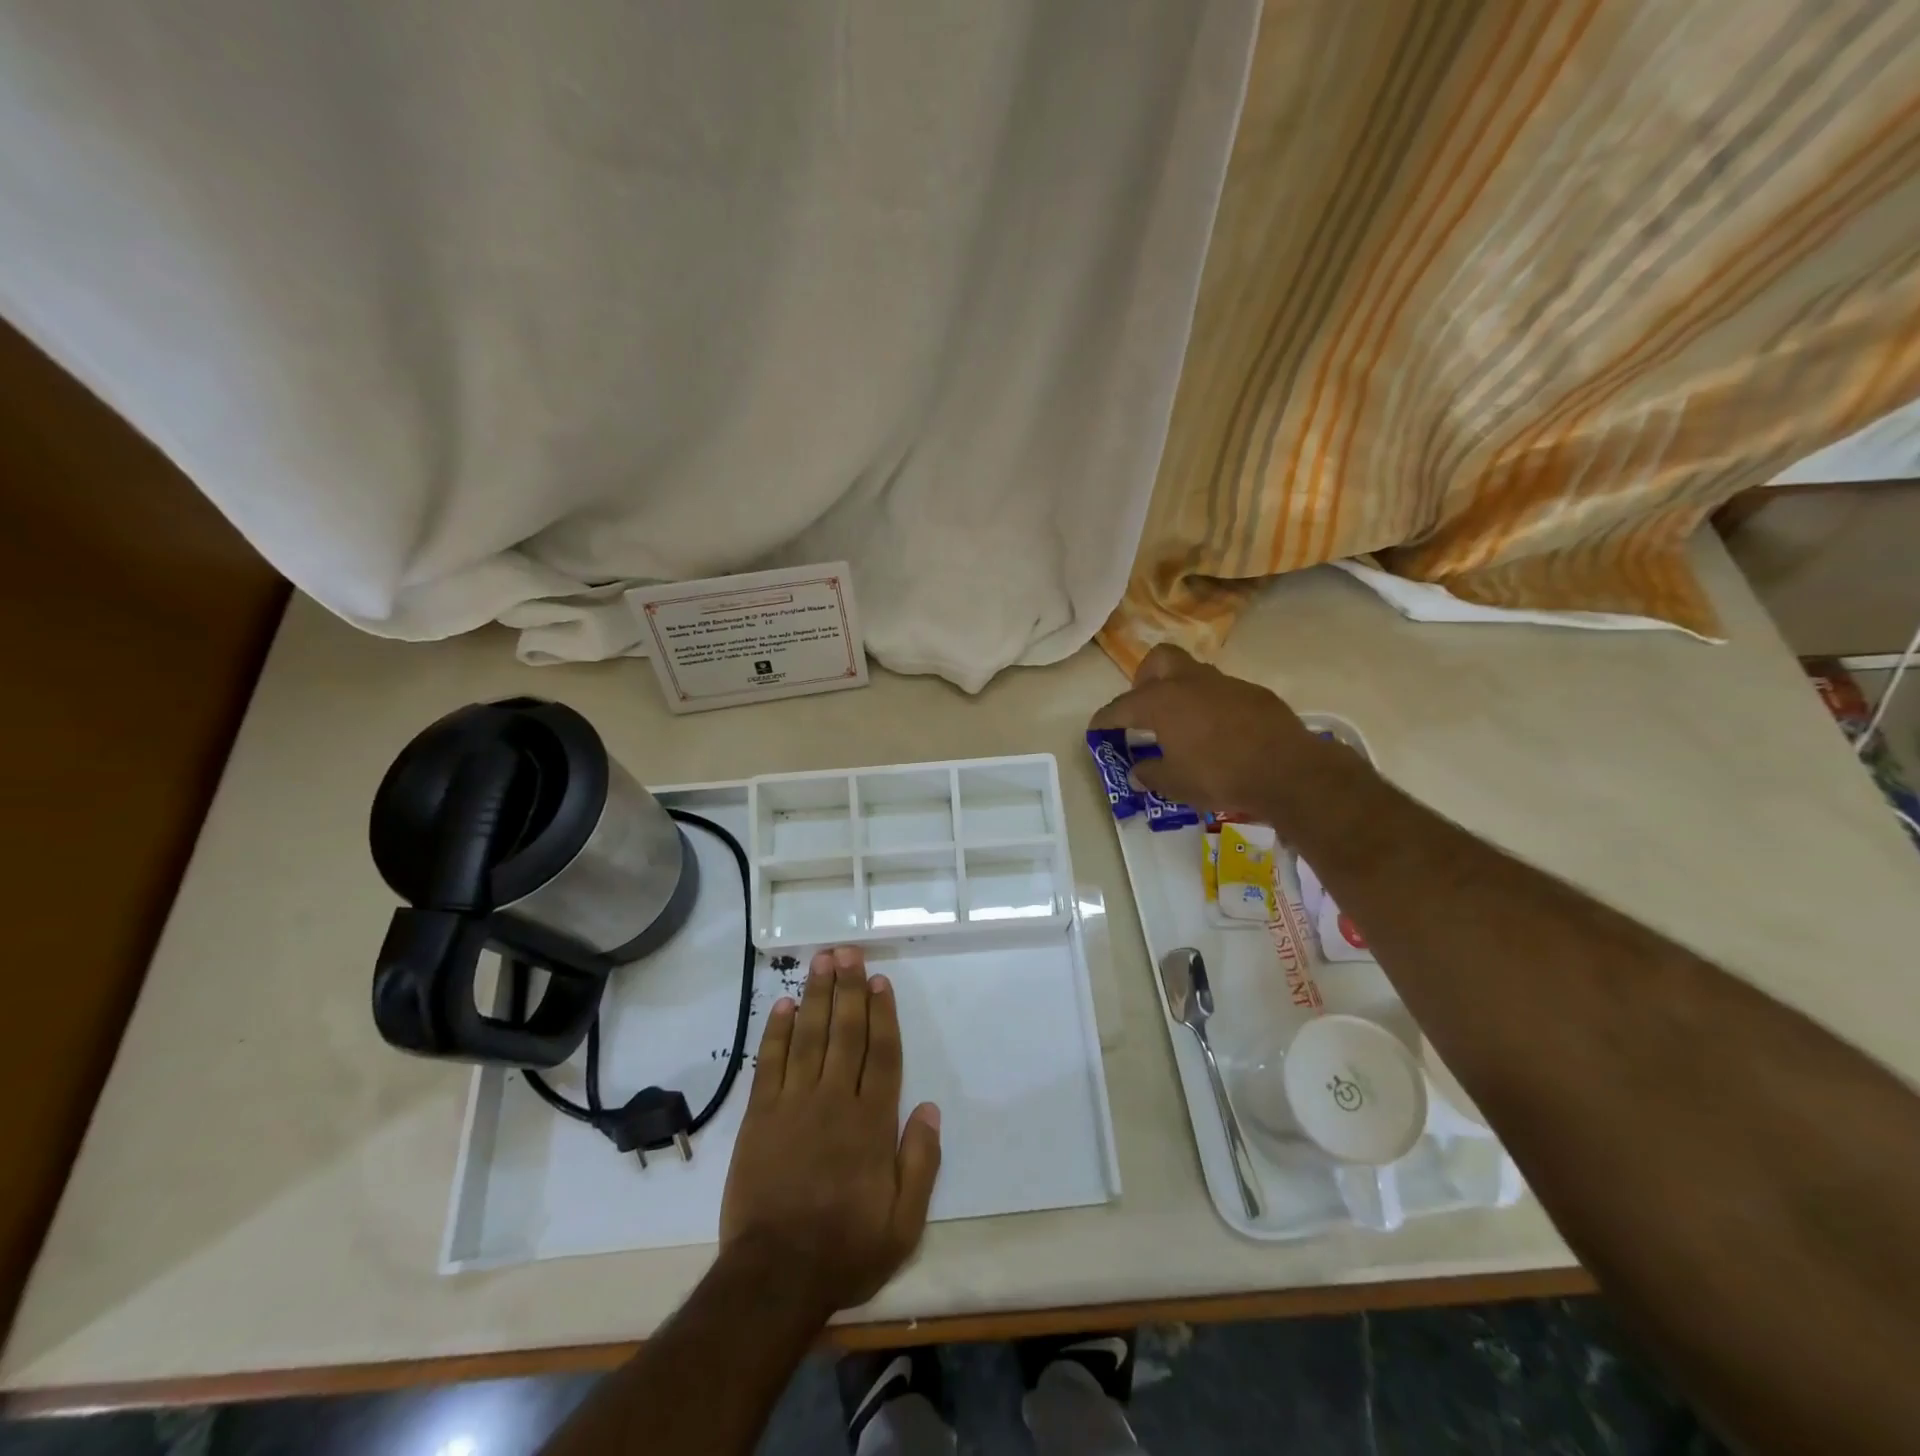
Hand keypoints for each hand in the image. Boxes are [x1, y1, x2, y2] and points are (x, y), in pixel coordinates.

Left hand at [719, 946, 941, 1317]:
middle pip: (845, 1032)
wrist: (774, 1277)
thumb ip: (921, 1162)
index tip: (879, 980)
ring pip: (808, 1037)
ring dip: (815, 996)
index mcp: (871, 1122)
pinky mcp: (760, 1116)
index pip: (881, 1053)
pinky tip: (782, 1006)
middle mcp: (834, 1100)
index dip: (883, 1013)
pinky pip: (770, 1063)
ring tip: (820, 962)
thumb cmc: (845, 1248)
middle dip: (848, 989)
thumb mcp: (904, 1222)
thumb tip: (930, 1108)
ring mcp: (793, 1104)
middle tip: (847, 951)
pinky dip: (776, 1032)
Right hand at [1089, 644, 1348, 824]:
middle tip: (1144, 708)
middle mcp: (1190, 682)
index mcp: (1162, 701)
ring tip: (1181, 724)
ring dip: (1181, 692)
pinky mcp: (1254, 694)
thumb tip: (1137, 771)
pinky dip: (1211, 706)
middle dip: (1145, 679)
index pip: (1122, 706)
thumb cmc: (1219, 776)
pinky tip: (1218, 733)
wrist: (1288, 771)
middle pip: (1159, 660)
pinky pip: (1222, 692)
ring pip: (1193, 674)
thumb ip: (1150, 774)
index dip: (1105, 719)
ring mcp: (1225, 684)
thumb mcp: (1175, 784)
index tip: (1096, 729)